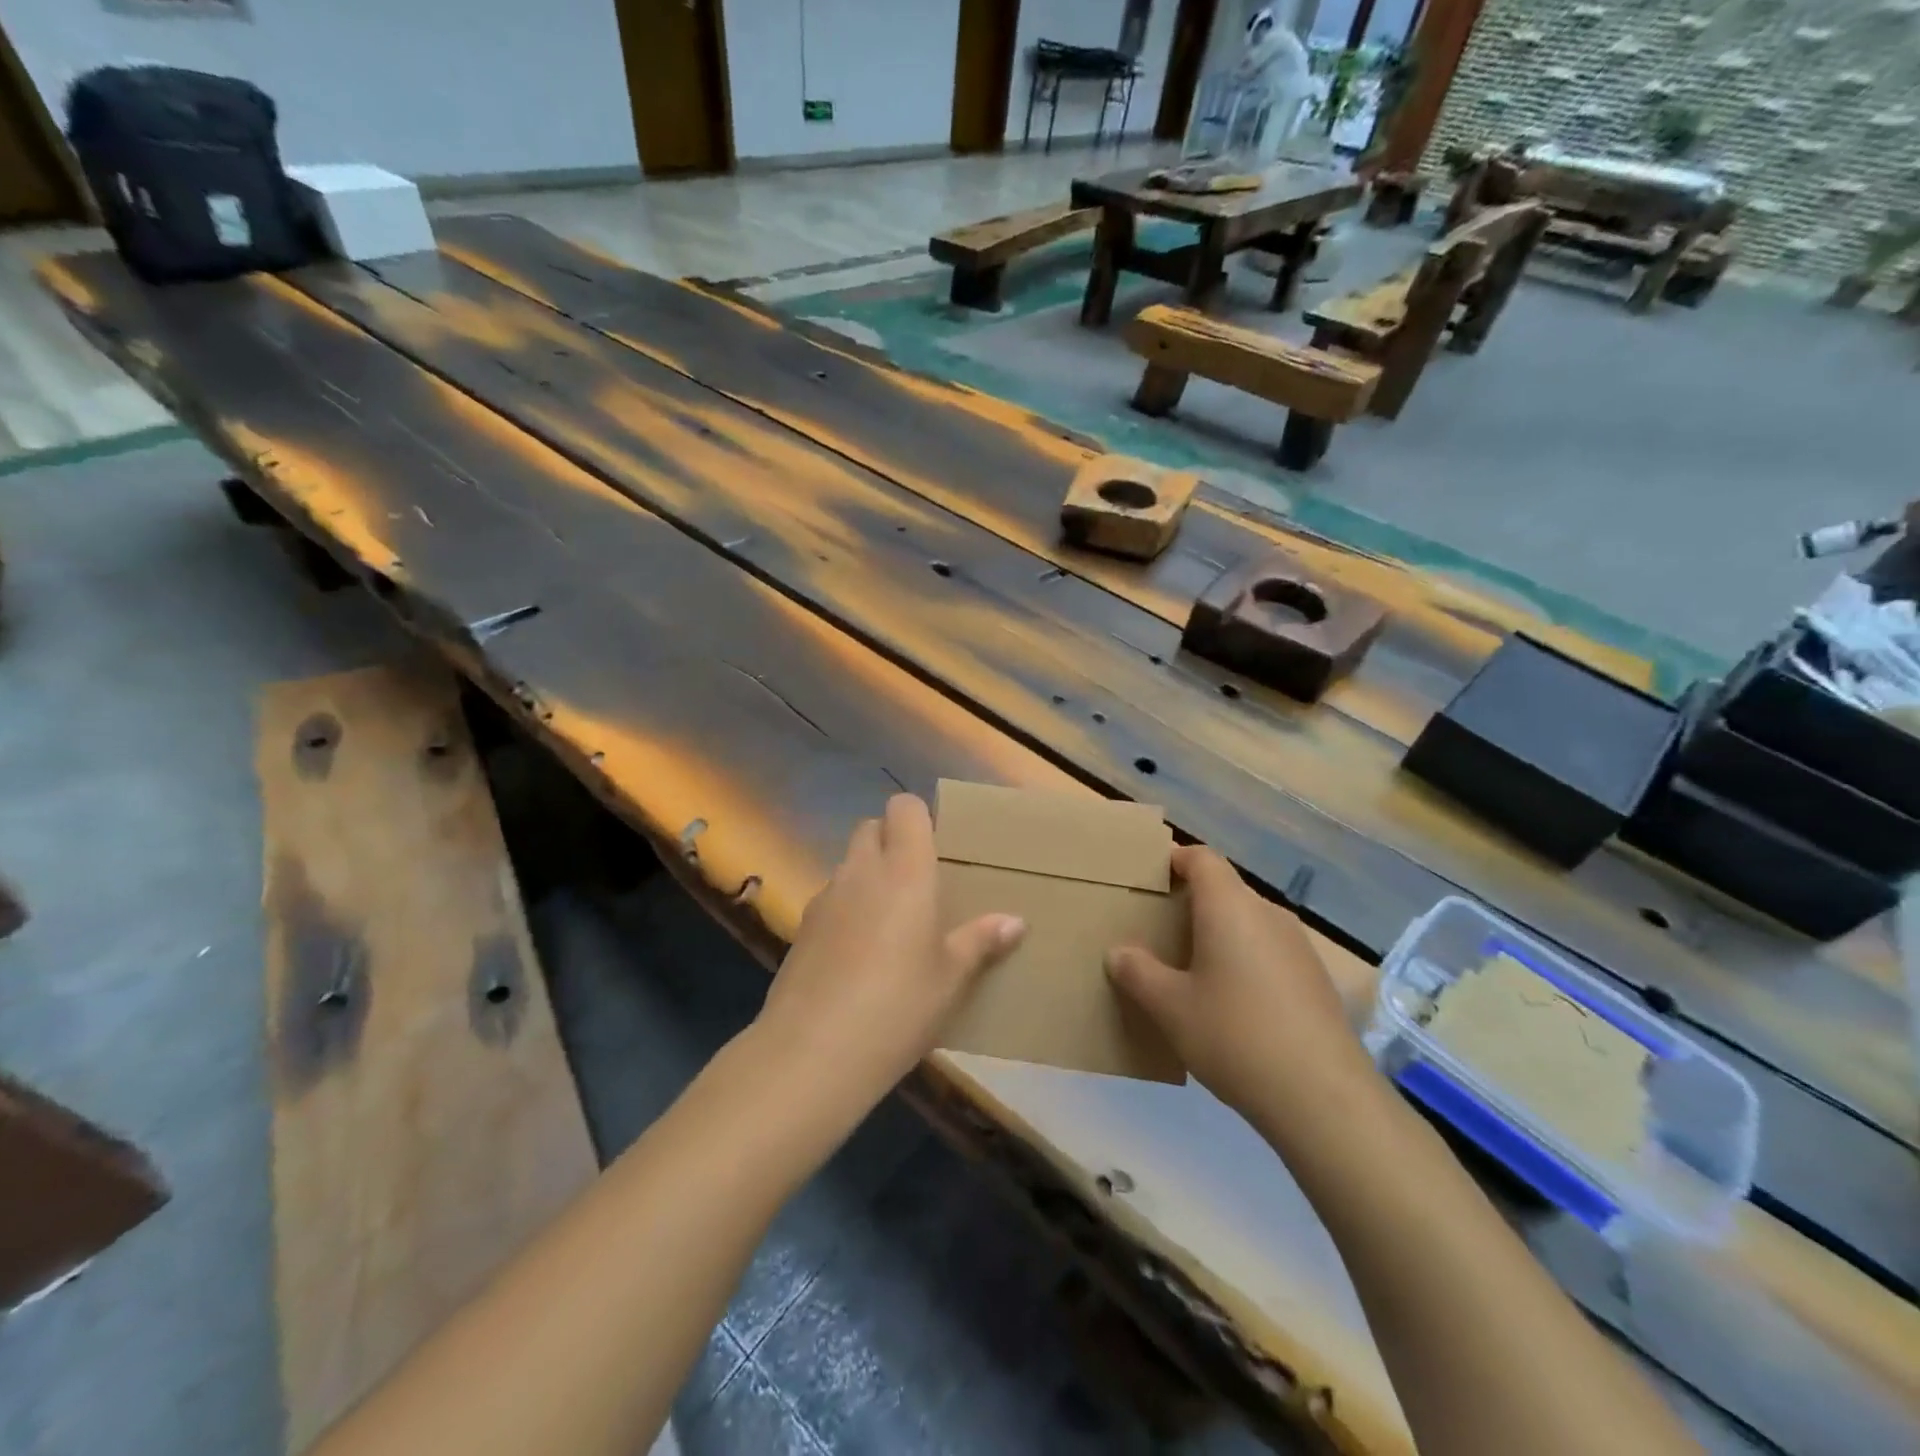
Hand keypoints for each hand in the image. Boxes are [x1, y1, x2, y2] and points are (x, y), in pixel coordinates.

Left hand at [756, 795, 1025, 1112]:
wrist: (814, 1051)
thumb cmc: (899, 1004)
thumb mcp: (951, 977)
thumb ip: (981, 941)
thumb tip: (1016, 921)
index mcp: (904, 870)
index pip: (904, 807)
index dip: (919, 817)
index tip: (936, 846)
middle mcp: (861, 871)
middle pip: (870, 828)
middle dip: (891, 841)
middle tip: (918, 882)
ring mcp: (825, 897)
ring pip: (848, 864)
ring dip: (868, 875)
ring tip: (891, 922)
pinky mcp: (801, 927)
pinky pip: (830, 899)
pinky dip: (846, 908)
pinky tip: (858, 954)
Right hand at [1106, 846, 1376, 1124]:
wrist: (1323, 1098)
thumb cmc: (1234, 1035)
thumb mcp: (1170, 1007)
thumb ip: (1138, 973)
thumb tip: (1119, 953)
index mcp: (1229, 906)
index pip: (1201, 858)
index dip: (1174, 860)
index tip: (1148, 881)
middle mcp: (1267, 914)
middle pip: (1224, 890)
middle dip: (1190, 904)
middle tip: (1158, 934)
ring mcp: (1298, 946)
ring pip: (1248, 923)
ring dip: (1218, 935)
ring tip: (1190, 972)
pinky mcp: (1315, 979)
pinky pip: (1268, 951)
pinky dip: (1244, 961)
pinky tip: (1231, 1005)